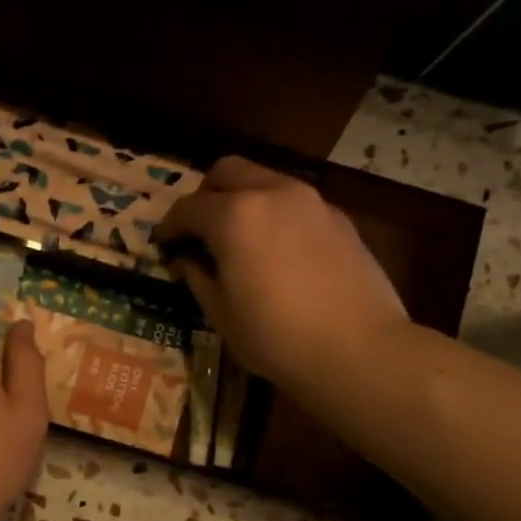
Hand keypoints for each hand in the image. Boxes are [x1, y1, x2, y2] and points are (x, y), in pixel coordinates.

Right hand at [156, 157, 410, 400]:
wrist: (358, 349)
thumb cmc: (275, 337)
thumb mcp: (220, 314)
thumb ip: (197, 276)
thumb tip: (185, 259)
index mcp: (234, 216)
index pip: (187, 208)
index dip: (169, 226)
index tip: (162, 244)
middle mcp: (272, 193)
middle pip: (227, 171)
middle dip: (205, 195)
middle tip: (199, 230)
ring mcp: (311, 201)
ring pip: (265, 180)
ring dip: (243, 200)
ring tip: (238, 239)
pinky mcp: (339, 218)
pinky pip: (294, 202)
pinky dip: (275, 214)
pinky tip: (277, 251)